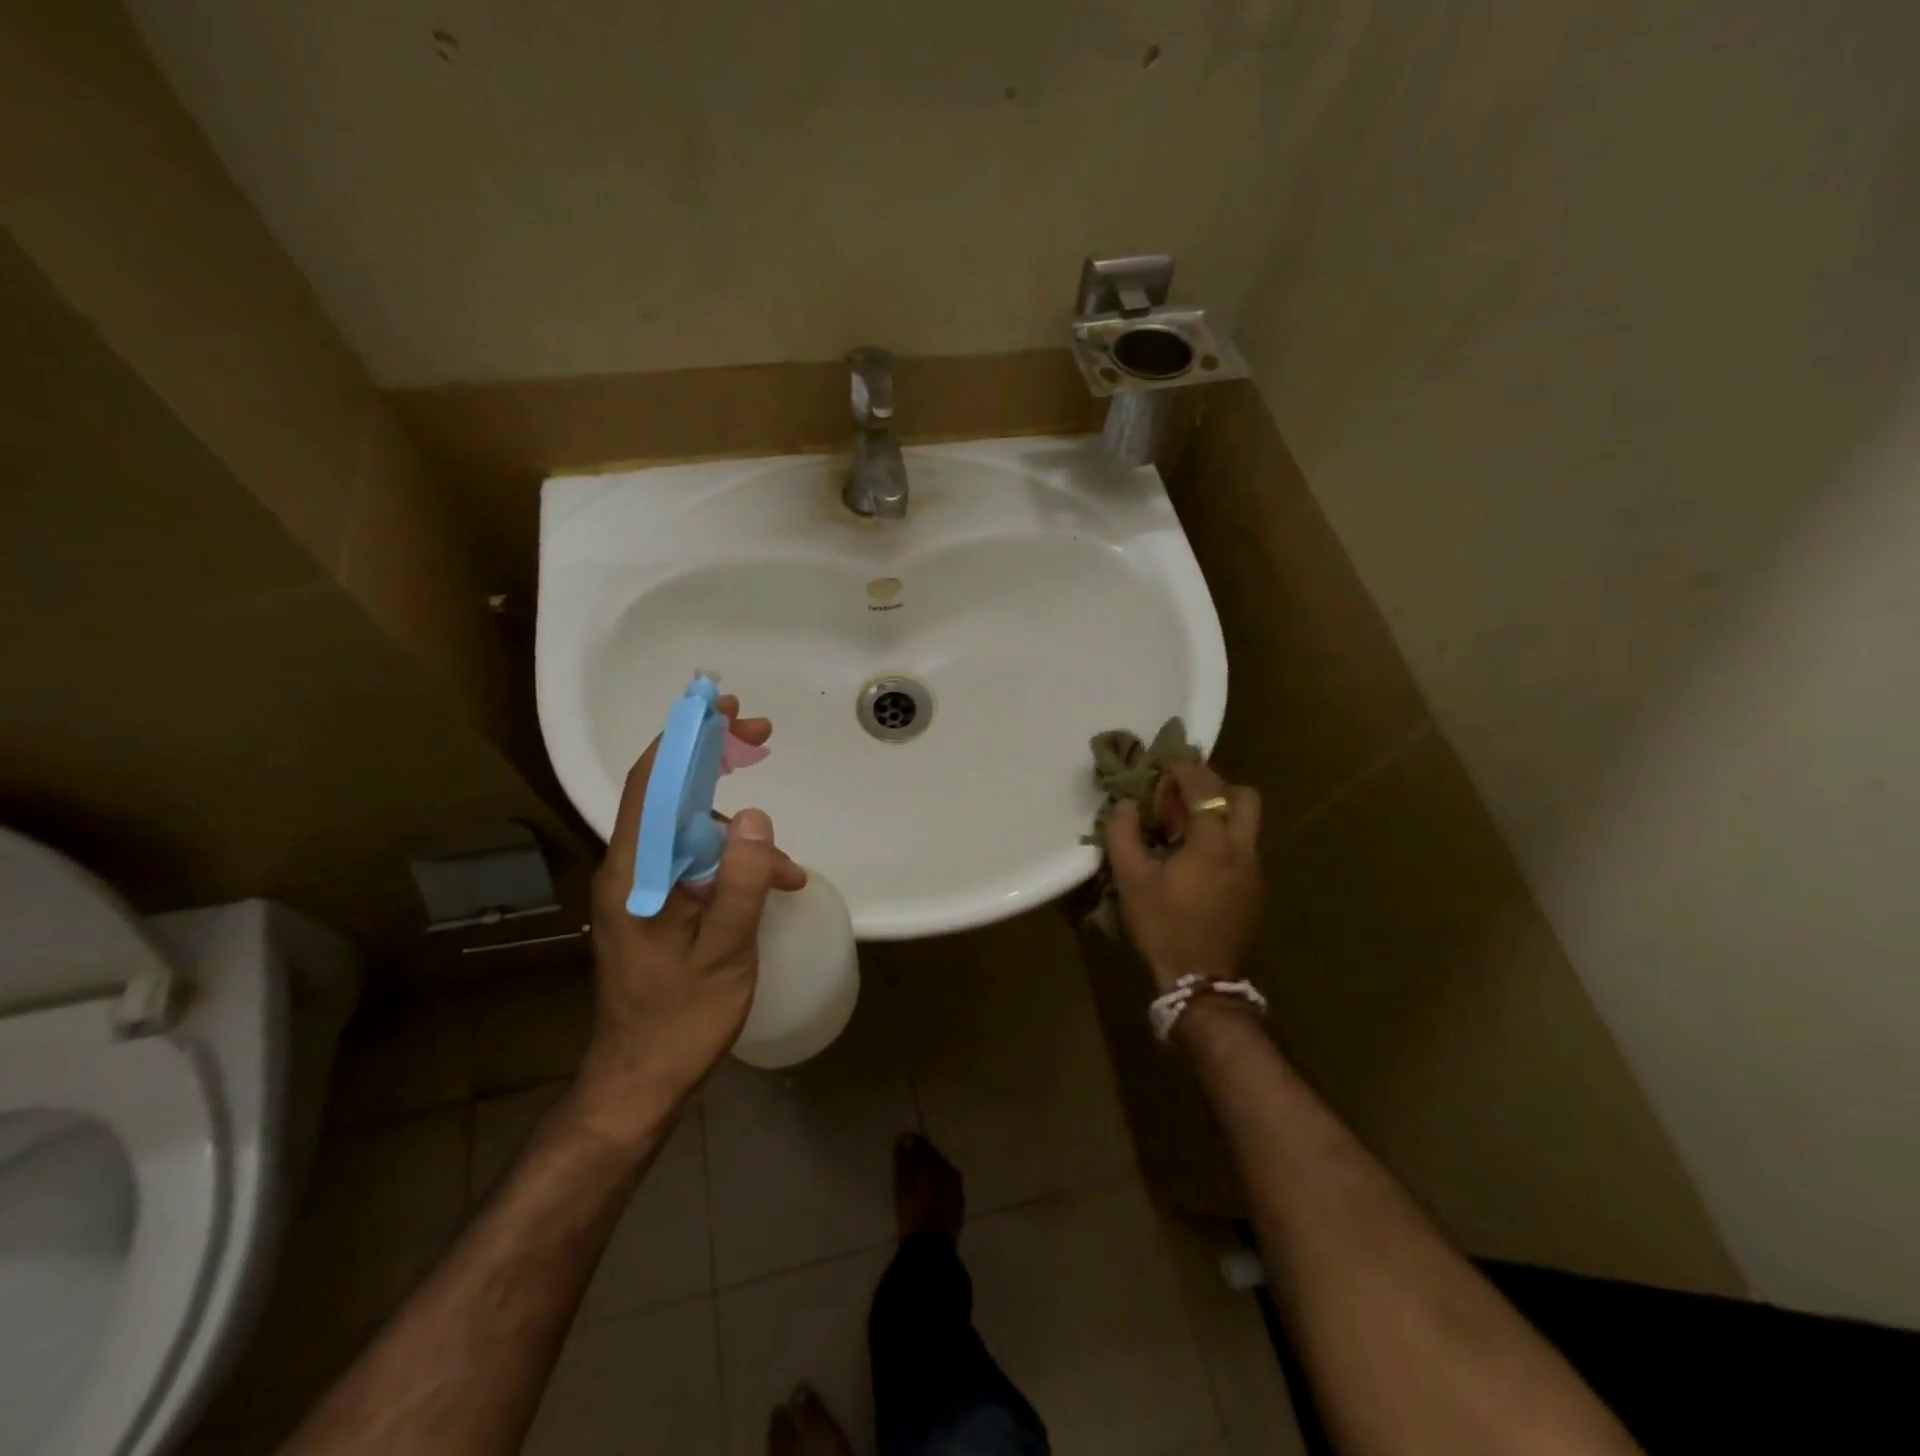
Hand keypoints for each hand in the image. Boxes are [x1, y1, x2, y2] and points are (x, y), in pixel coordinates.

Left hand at [576, 696, 806, 1140]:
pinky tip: (775, 887)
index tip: (720, 708)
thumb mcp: (724, 951)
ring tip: (788, 867)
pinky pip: (699, 865)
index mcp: (635, 873)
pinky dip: (736, 865)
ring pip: (691, 832)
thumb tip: (758, 817)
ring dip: (738, 834)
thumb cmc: (680, 1019)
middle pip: (669, 794)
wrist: (640, 1080)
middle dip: (712, 759)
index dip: (683, 737)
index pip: (652, 784)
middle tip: (758, 734)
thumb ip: (741, 883)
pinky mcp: (660, 907)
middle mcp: (631, 870)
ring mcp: (644, 889)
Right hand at [1108, 759, 1262, 992]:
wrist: (1201, 981)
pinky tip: (1194, 863)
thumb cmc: (1163, 926)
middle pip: (1244, 796)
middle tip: (1182, 796)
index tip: (1162, 763)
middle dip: (1214, 786)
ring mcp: (1254, 871)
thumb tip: (1128, 805)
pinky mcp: (1255, 892)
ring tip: (1184, 830)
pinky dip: (1222, 840)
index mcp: (1212, 842)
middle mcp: (1242, 849)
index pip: (1204, 786)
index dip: (1183, 767)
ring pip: (1246, 824)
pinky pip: (1242, 849)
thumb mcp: (1131, 879)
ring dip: (1218, 814)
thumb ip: (1123, 834)